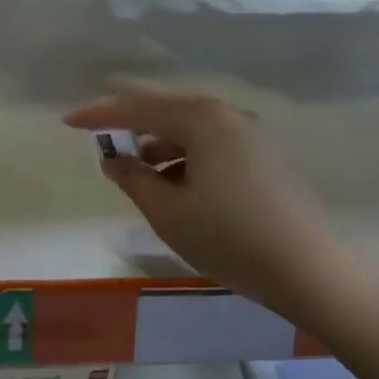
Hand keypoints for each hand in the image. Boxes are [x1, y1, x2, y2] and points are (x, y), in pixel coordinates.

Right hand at [65, 82, 337, 305]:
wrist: (310, 270)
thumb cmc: (229, 237)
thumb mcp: (168, 212)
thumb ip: (134, 179)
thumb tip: (114, 159)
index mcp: (204, 121)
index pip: (140, 108)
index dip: (101, 114)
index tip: (68, 120)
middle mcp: (230, 117)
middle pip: (168, 109)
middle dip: (131, 118)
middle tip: (98, 124)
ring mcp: (252, 137)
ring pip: (192, 129)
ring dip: (158, 141)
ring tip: (134, 166)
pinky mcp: (264, 160)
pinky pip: (212, 145)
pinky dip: (184, 156)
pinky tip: (173, 183)